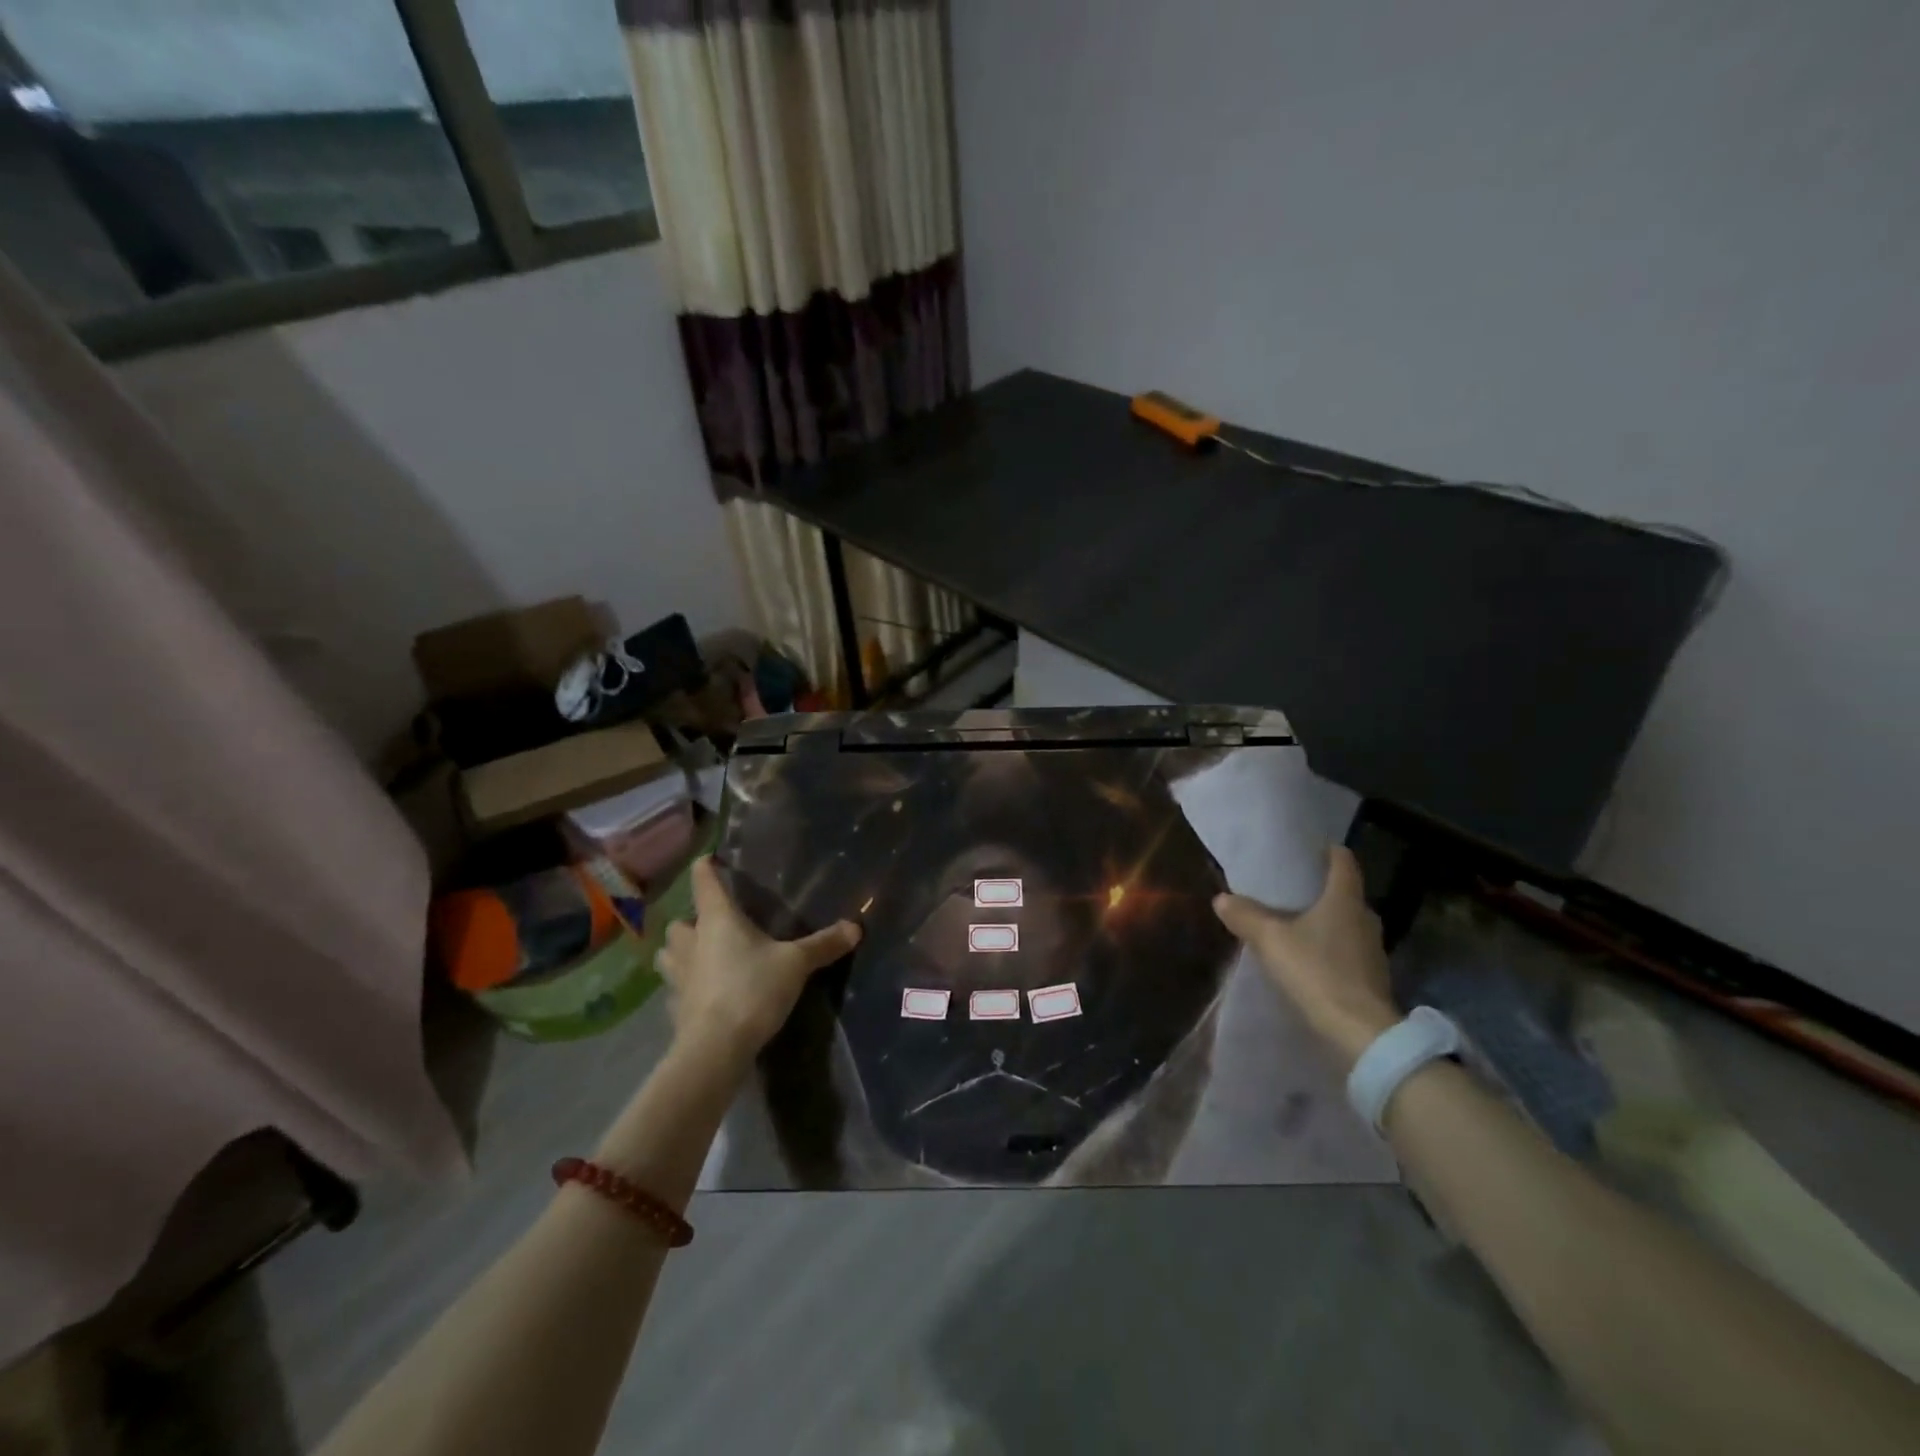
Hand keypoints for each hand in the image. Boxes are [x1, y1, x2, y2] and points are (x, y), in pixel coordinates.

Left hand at [657, 858, 860, 1067]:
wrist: (715, 1048)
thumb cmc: (752, 990)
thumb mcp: (795, 964)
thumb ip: (823, 945)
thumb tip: (856, 927)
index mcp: (717, 919)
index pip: (704, 881)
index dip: (706, 867)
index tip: (711, 859)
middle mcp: (691, 941)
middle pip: (680, 920)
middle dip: (692, 919)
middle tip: (714, 924)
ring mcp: (677, 975)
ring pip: (669, 953)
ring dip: (681, 950)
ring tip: (702, 955)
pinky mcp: (675, 1006)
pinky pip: (675, 987)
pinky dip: (685, 985)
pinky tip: (703, 993)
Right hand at [1213, 846, 1399, 1070]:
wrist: (1360, 1034)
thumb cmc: (1317, 972)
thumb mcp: (1271, 940)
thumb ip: (1245, 916)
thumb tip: (1222, 898)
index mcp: (1345, 899)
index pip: (1343, 861)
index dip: (1326, 850)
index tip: (1306, 848)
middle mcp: (1365, 918)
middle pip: (1344, 893)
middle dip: (1319, 889)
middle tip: (1289, 889)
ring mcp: (1372, 950)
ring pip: (1346, 923)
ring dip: (1324, 921)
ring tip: (1293, 924)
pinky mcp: (1372, 978)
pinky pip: (1347, 950)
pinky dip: (1329, 948)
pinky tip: (1308, 959)